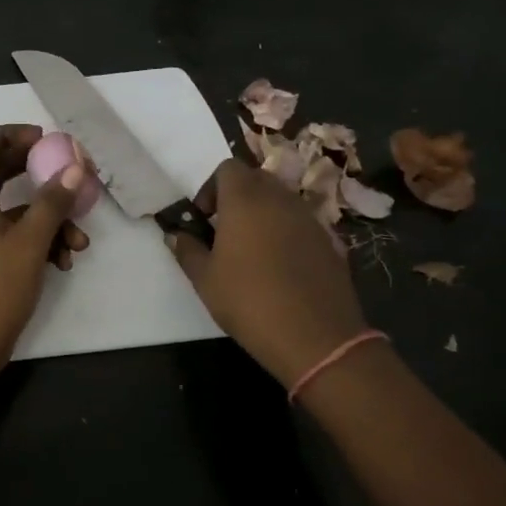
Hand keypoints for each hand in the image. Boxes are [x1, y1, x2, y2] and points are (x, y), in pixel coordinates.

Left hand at [0, 124, 89, 374]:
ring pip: (17, 210)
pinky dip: (43, 241)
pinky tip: (66, 260)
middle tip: (64, 168)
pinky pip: (19, 236)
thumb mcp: (29, 241)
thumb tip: (75, 168)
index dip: (3, 135)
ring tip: (79, 238)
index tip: (38, 138)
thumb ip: (52, 203)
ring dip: (49, 218)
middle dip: (33, 170)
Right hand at [166, 158, 369, 387]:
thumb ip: (187, 250)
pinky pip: (301, 223)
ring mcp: (310, 218)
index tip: (205, 219)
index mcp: (245, 199)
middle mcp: (280, 199)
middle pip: (256, 179)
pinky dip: (287, 233)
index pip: (228, 167)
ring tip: (252, 251)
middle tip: (225, 232)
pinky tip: (280, 268)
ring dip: (263, 214)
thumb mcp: (205, 279)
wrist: (316, 337)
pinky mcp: (330, 241)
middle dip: (238, 197)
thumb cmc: (249, 301)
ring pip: (281, 200)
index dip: (212, 187)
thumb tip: (175, 234)